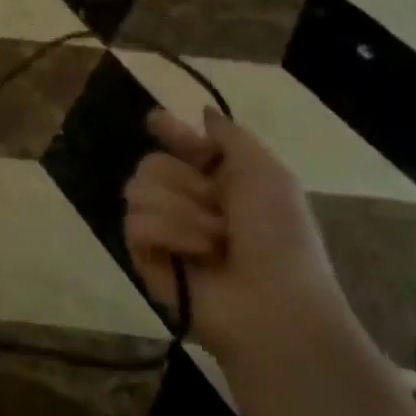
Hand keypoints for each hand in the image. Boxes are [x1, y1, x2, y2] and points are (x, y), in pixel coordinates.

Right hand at [123, 108, 353, 368]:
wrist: (273, 304)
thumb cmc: (280, 238)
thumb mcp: (269, 176)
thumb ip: (231, 138)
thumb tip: (203, 111)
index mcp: (218, 180)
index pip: (178, 144)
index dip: (168, 131)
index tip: (157, 123)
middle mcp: (186, 200)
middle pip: (150, 163)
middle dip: (184, 182)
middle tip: (218, 207)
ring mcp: (162, 229)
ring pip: (137, 189)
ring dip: (182, 212)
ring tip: (214, 240)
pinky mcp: (144, 256)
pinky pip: (135, 223)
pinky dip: (169, 235)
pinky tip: (193, 254)